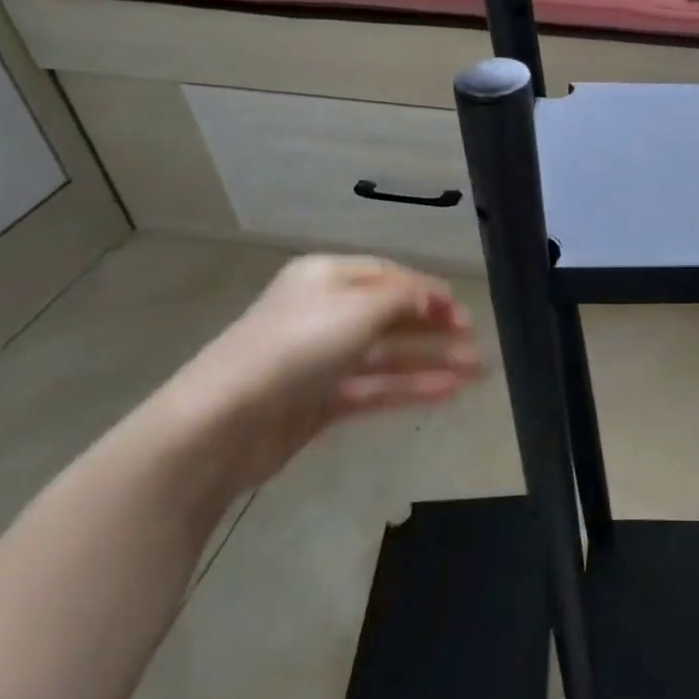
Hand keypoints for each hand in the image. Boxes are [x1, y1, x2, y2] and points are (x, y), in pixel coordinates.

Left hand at [156, 256, 482, 491]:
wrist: (222, 422)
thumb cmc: (297, 346)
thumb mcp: (358, 308)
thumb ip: (404, 298)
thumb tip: (432, 296)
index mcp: (326, 278)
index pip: (388, 276)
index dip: (427, 290)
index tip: (461, 310)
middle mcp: (325, 314)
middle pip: (391, 316)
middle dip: (435, 327)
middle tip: (475, 341)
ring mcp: (322, 360)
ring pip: (388, 355)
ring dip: (432, 361)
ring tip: (477, 370)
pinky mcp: (320, 401)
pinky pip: (375, 387)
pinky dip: (410, 388)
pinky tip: (448, 392)